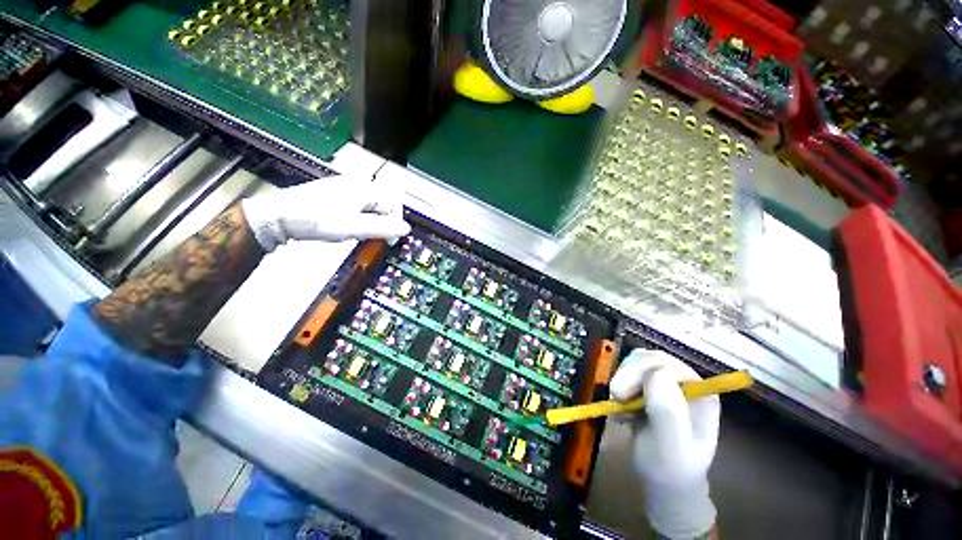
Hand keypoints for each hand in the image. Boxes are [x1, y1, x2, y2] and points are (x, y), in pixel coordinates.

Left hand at [241, 177, 411, 251]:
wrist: (279, 216)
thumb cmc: (317, 220)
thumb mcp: (353, 227)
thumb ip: (383, 228)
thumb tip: (406, 229)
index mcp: (364, 188)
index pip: (394, 205)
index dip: (396, 224)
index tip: (389, 241)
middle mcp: (357, 183)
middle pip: (384, 203)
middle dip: (384, 222)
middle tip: (375, 237)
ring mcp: (345, 186)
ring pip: (372, 205)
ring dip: (373, 220)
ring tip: (361, 232)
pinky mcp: (335, 193)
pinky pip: (359, 204)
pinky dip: (361, 217)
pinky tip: (349, 225)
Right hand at [610, 349, 719, 538]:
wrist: (663, 482)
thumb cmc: (670, 467)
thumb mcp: (670, 446)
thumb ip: (668, 412)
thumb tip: (657, 374)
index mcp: (699, 392)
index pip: (666, 364)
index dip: (639, 372)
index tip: (619, 394)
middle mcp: (684, 382)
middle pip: (649, 358)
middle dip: (628, 374)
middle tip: (615, 396)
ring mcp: (666, 383)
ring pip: (636, 362)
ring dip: (622, 380)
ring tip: (620, 406)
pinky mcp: (648, 386)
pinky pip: (628, 372)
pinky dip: (619, 386)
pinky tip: (620, 407)